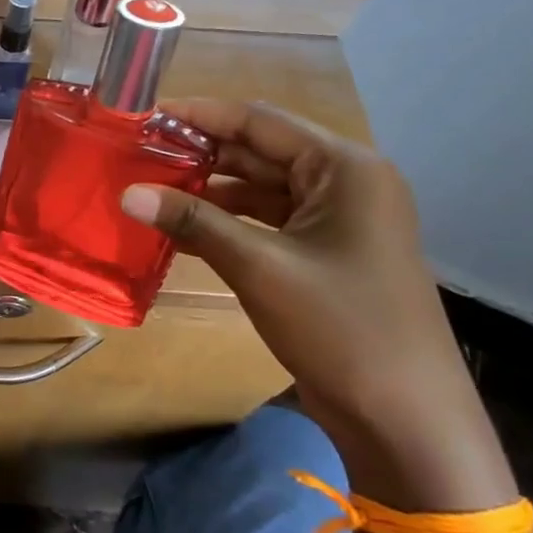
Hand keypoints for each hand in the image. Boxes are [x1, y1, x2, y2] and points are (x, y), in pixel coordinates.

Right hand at [119, 98, 470, 434]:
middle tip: (136, 155)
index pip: (260, 121)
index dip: (200, 115)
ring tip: (147, 190)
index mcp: (345, 168)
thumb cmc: (342, 327)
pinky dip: (225, 224)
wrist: (404, 417)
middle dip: (199, 154)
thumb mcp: (260, 267)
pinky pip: (265, 223)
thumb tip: (128, 193)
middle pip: (259, 152)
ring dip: (207, 191)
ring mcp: (335, 222)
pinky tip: (178, 231)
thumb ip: (194, 222)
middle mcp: (344, 183)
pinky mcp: (322, 255)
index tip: (144, 116)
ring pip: (259, 189)